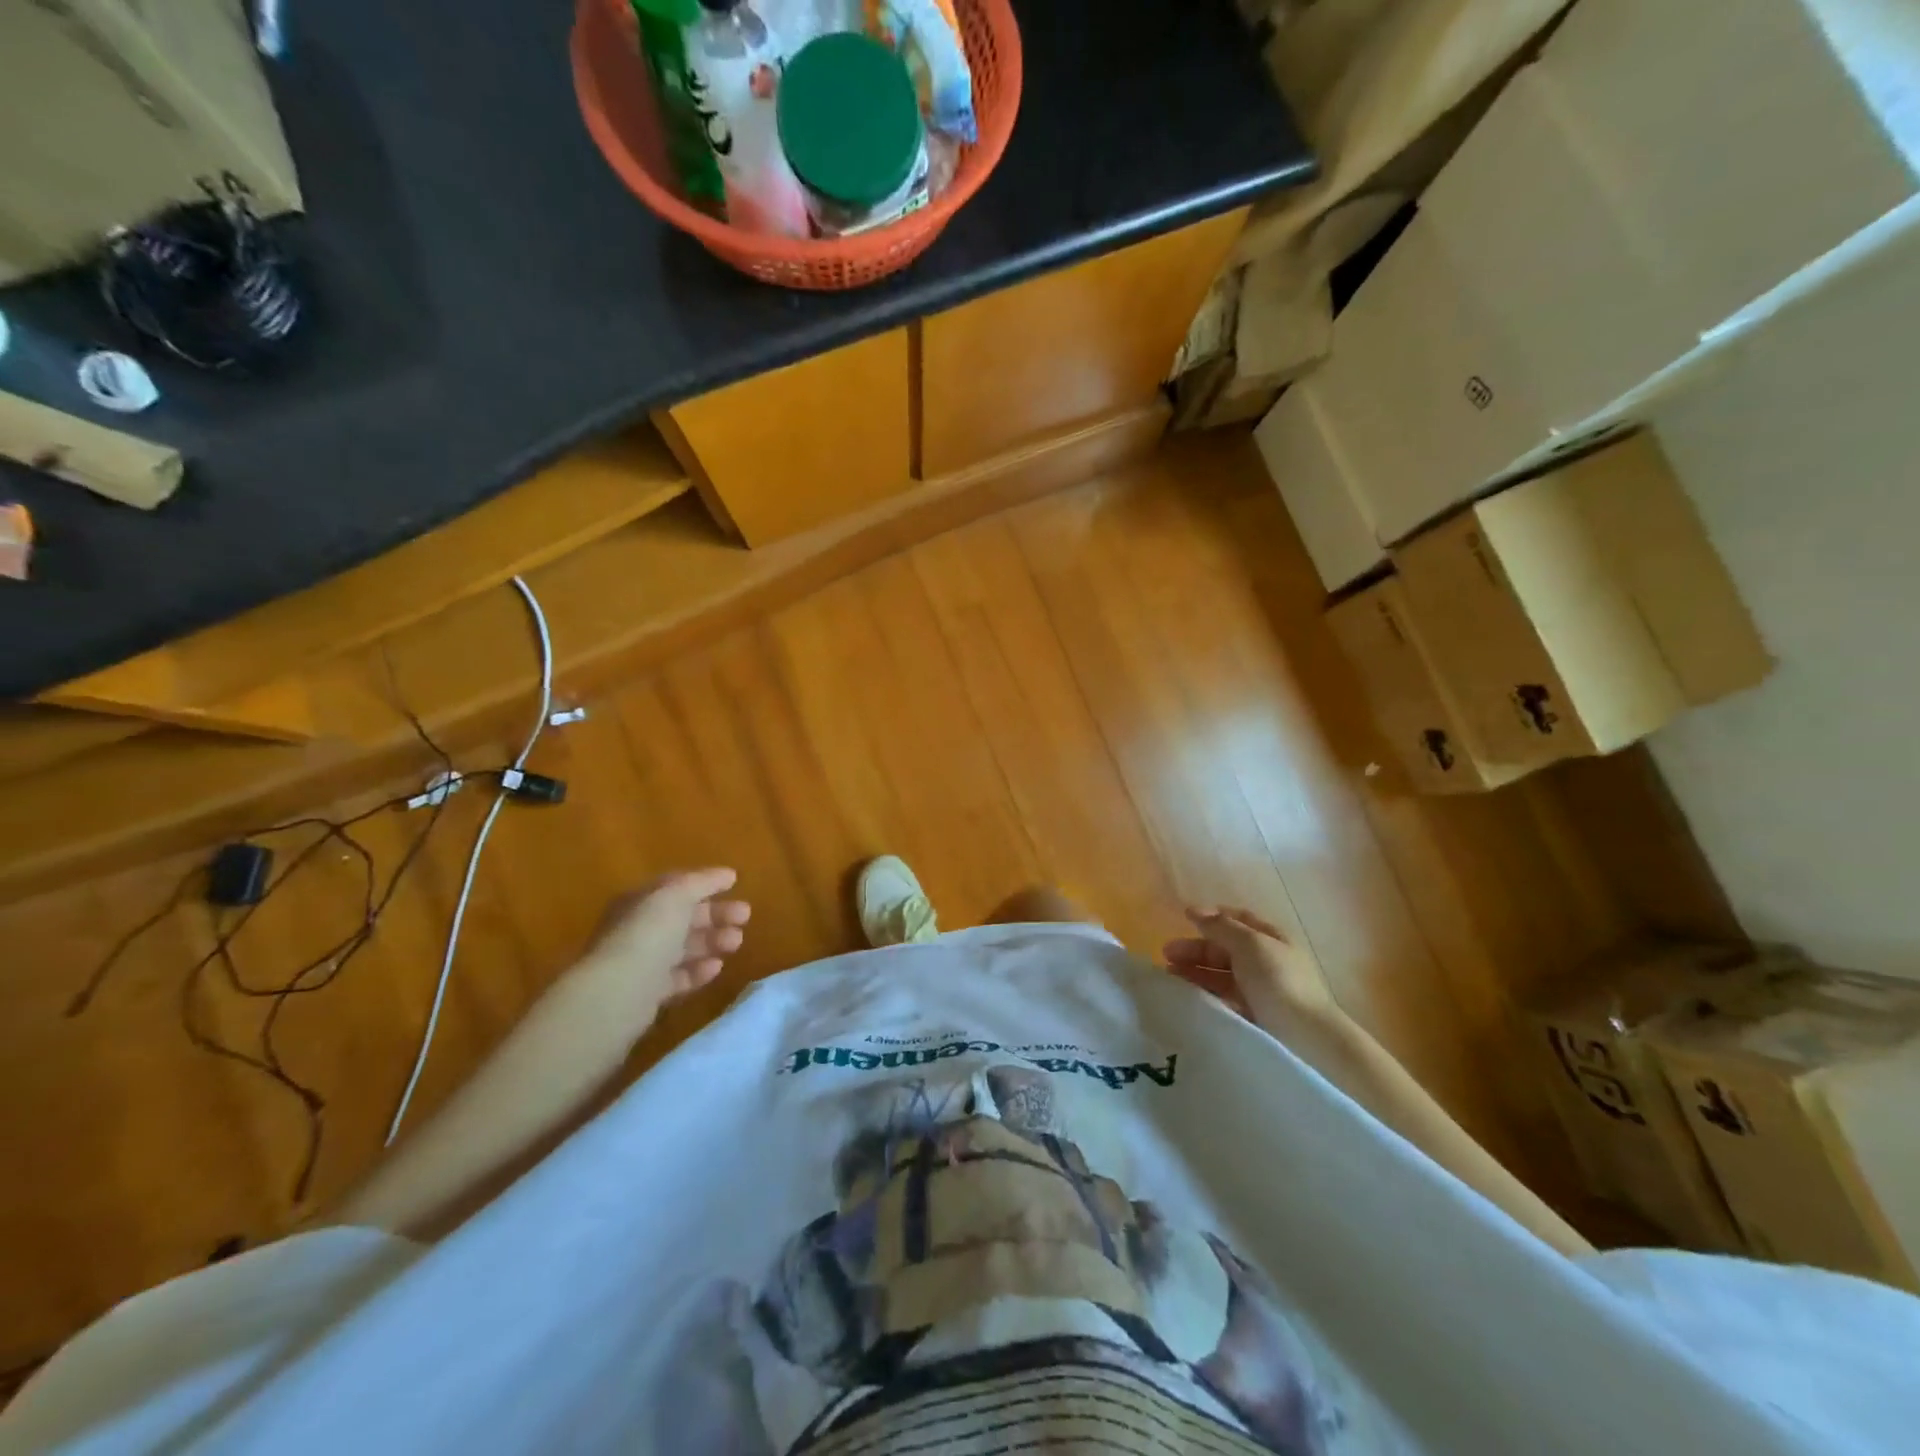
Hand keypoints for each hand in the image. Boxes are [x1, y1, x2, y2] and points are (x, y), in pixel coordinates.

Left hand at [560, 868, 752, 1039]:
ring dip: (712, 942)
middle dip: (715, 915)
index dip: (706, 883)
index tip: (736, 884)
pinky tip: (716, 968)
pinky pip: (678, 977)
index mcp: (640, 901)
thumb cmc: (647, 935)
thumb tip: (727, 874)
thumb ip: (702, 882)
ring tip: (737, 943)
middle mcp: (637, 929)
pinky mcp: (647, 994)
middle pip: (682, 917)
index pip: (676, 886)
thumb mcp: (675, 896)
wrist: (617, 993)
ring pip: (683, 947)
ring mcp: (641, 962)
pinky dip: (698, 971)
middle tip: (745, 917)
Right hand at [1163, 905, 1343, 1038]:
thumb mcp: (1250, 944)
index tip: (1183, 918)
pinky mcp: (1252, 1015)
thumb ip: (1221, 927)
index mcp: (1271, 939)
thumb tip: (1196, 912)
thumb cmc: (1279, 982)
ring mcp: (1259, 990)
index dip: (1212, 916)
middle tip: (1166, 954)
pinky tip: (1187, 996)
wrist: (1305, 1038)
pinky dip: (1203, 992)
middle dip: (1196, 947)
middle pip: (1225, 948)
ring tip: (1169, 976)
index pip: (1238, 920)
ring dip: (1194, 970)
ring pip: (1220, 974)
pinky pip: (1222, 997)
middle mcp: (1265, 961)